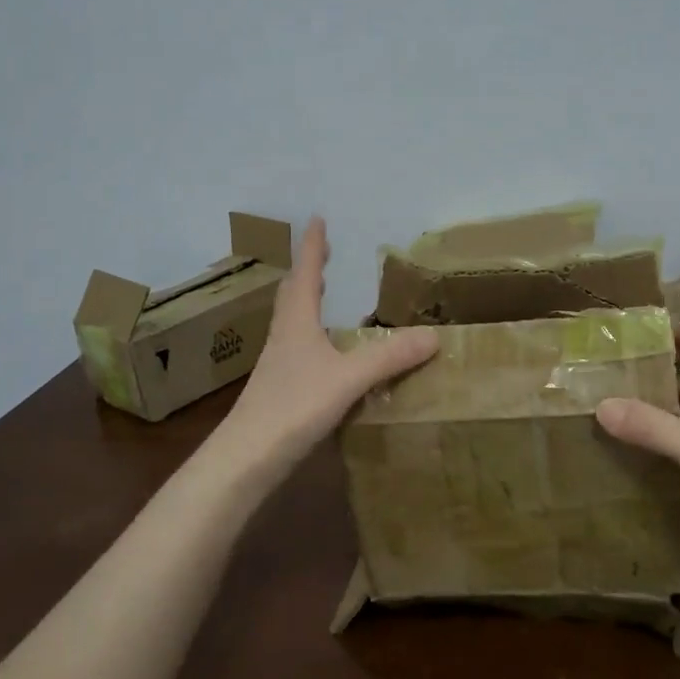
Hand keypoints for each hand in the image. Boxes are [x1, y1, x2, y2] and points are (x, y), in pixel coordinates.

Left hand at [230, 217, 438, 460]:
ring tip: (321, 293)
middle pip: (293, 295)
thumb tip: (434, 335)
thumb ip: (389, 357)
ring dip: (307, 302)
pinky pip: (298, 348)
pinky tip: (325, 353)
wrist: (246, 459)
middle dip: (308, 271)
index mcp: (296, 323)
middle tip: (322, 254)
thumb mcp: (348, 379)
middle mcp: (283, 337)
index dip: (312, 247)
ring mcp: (278, 365)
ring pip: (292, 322)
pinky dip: (312, 335)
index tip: (316, 219)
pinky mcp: (279, 390)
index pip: (304, 274)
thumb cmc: (293, 408)